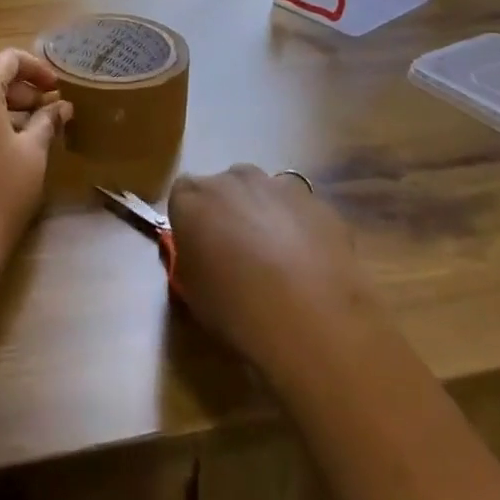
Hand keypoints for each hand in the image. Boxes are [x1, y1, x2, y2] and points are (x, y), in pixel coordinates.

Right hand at [168, 164, 369, 375]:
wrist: (311, 319)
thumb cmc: (236, 309)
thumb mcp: (192, 292)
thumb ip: (191, 259)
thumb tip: (200, 254)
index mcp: (193, 197)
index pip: (181, 194)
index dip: (190, 219)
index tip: (198, 246)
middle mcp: (233, 179)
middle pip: (225, 187)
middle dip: (228, 211)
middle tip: (237, 253)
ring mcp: (279, 186)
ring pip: (264, 193)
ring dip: (265, 215)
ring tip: (278, 260)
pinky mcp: (317, 202)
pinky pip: (299, 209)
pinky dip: (299, 227)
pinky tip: (310, 264)